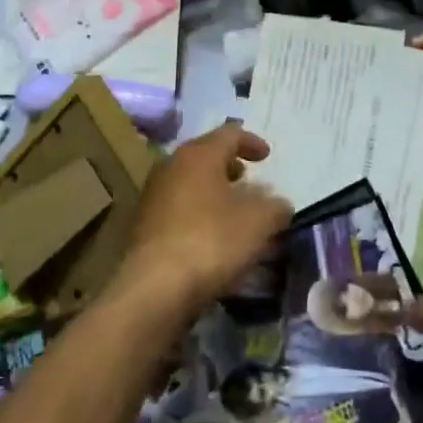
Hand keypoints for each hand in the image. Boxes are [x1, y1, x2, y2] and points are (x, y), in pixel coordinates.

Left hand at [114, 122, 293, 326]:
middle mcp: (171, 166)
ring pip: (190, 183)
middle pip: (206, 156)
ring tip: (234, 212)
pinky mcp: (144, 226)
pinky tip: (213, 237)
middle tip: (248, 181)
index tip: (268, 157)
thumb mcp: (260, 222)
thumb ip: (276, 207)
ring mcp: (153, 196)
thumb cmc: (212, 241)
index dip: (252, 142)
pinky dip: (199, 213)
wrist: (155, 288)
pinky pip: (179, 209)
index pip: (230, 134)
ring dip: (214, 193)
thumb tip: (279, 205)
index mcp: (199, 155)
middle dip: (230, 167)